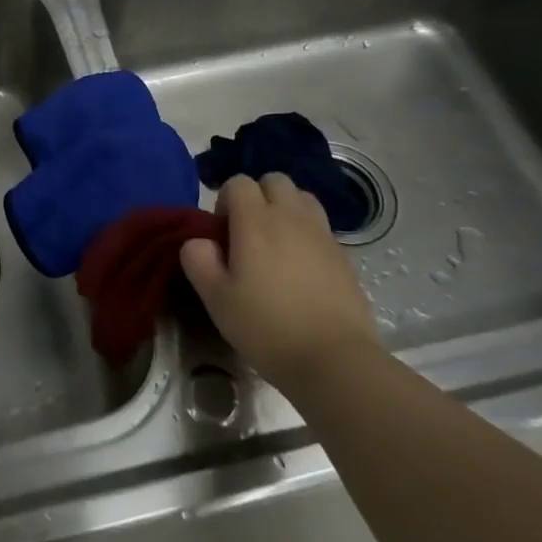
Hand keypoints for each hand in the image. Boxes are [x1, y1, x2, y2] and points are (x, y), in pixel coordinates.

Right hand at [180, 173, 378, 391]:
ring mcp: (321, 233)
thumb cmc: (267, 327)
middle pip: (274, 181)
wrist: (335, 360)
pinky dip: (306, 233)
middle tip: (249, 233)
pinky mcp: (343, 255)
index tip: (223, 234)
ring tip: (276, 244)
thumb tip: (199, 241)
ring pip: (301, 198)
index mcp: (256, 221)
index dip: (225, 201)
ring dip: (285, 209)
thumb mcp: (216, 299)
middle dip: (258, 197)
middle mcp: (290, 216)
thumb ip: (198, 260)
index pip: (238, 182)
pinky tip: (301, 267)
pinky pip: (320, 226)